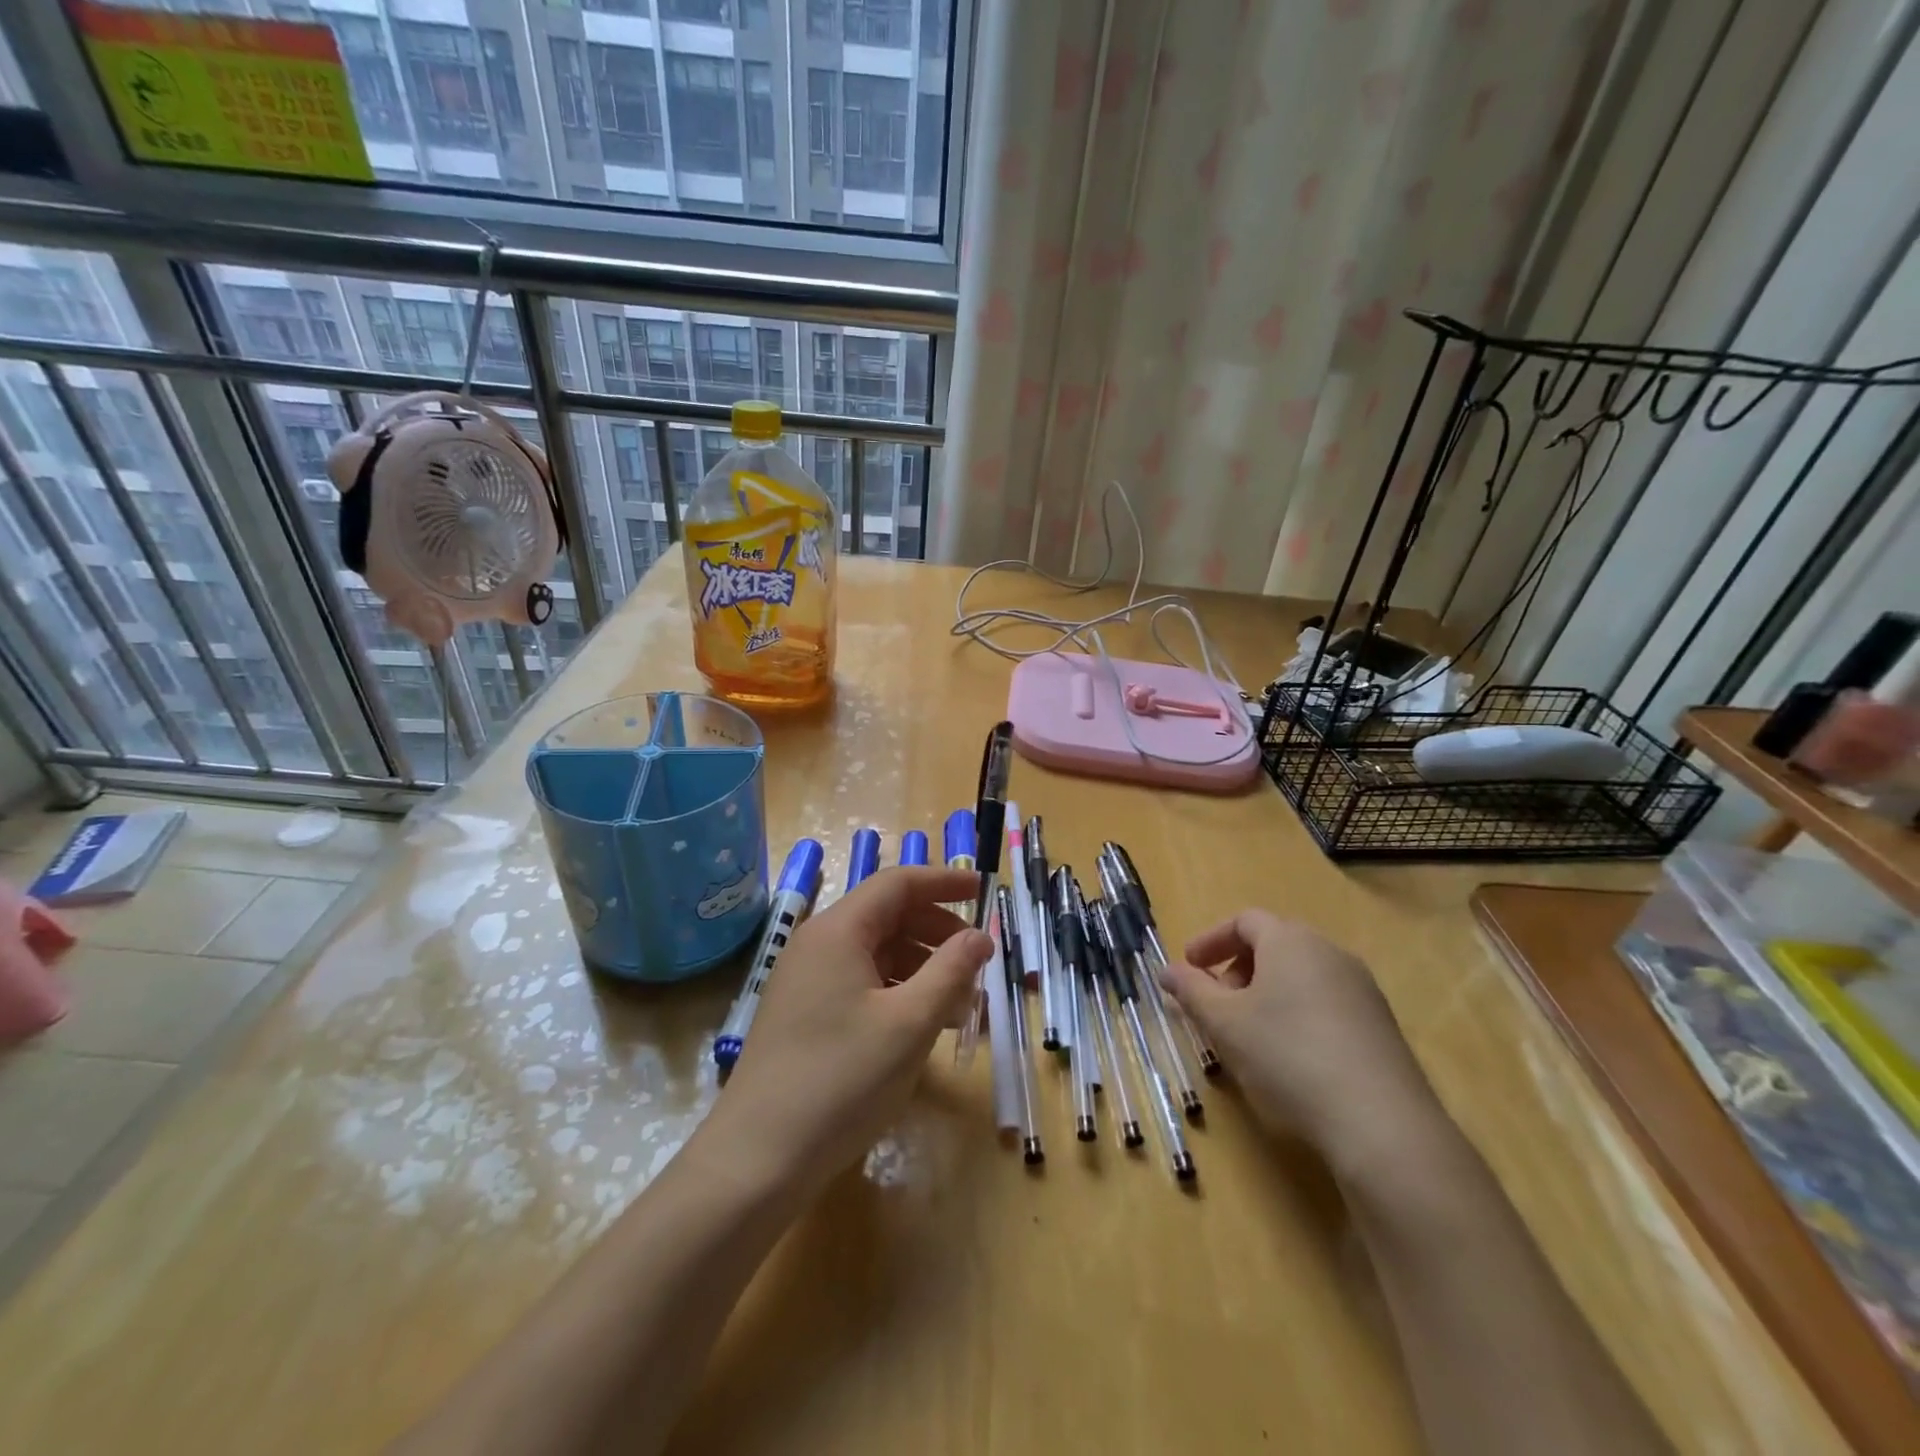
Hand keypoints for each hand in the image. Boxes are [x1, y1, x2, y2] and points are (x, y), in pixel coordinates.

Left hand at [704, 866, 992, 1197]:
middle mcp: (817, 944)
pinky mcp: (803, 1013)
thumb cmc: (841, 1081)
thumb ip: (951, 971)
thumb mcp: (910, 1024)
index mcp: (838, 931)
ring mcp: (806, 980)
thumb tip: (979, 936)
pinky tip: (922, 1025)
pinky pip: (859, 982)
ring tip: (960, 1004)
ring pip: (875, 953)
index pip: (897, 884)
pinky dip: (897, 991)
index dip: (944, 882)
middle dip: (937, 930)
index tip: (984, 890)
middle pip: (887, 915)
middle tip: (977, 959)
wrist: (757, 1159)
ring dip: (921, 967)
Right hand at [1160, 911, 1446, 1180]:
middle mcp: (1329, 953)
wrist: (1381, 1124)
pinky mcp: (1380, 1026)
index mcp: (1290, 941)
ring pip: (1300, 976)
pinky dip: (1296, 1014)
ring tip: (1247, 1034)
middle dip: (1236, 969)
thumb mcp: (1224, 1023)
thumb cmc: (1287, 1056)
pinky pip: (1325, 1002)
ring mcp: (1361, 989)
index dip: (1210, 941)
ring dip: (1266, 994)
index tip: (1188, 968)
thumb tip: (1166, 971)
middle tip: (1215, 1005)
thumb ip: (1190, 991)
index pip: (1244, 921)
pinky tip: (1288, 1057)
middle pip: (1274, 945)